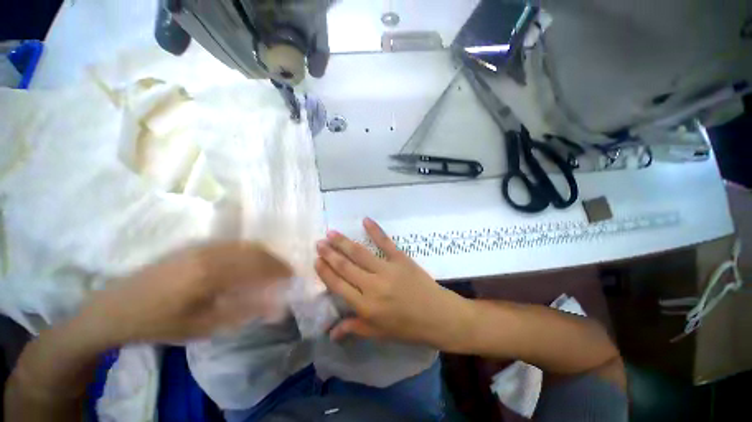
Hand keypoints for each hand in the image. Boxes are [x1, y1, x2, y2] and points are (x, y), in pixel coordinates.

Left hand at [79, 242, 292, 344]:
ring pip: (244, 245)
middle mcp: (210, 252)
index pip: (258, 265)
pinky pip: (231, 245)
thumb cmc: (160, 322)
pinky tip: (248, 264)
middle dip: (274, 261)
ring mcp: (202, 246)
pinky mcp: (195, 246)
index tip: (292, 277)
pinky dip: (247, 252)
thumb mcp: (203, 326)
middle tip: (284, 273)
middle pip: (255, 251)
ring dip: (262, 255)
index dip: (279, 270)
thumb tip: (275, 306)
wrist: (116, 308)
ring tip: (270, 269)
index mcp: (212, 272)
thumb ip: (242, 312)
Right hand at [315, 218, 474, 347]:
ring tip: (331, 233)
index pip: (338, 285)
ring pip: (360, 254)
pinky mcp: (401, 259)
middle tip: (319, 242)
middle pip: (345, 266)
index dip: (325, 272)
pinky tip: (366, 220)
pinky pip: (385, 243)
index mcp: (365, 306)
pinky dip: (375, 230)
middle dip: (330, 254)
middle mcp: (372, 286)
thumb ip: (354, 328)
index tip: (316, 260)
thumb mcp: (379, 333)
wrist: (438, 316)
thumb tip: (330, 332)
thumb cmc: (408, 328)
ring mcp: (387, 270)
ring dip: (344, 242)